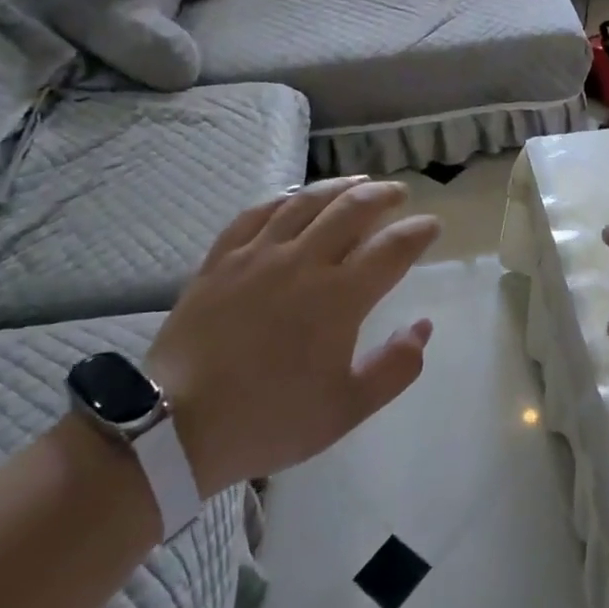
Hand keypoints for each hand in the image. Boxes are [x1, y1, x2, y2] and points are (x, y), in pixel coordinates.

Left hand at [148, 177, 440, 492]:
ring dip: (339, 187)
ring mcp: (258, 255)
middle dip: (383, 196)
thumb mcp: (346, 409)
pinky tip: (294, 197)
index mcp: (339, 297)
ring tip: (358, 182)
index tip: (432, 226)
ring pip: (306, 202)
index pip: (391, 249)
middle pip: (352, 209)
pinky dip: (283, 199)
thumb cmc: (269, 418)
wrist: (176, 426)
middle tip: (399, 194)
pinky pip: (256, 213)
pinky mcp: (222, 259)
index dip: (417, 232)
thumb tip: (422, 327)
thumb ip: (395, 368)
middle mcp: (303, 262)